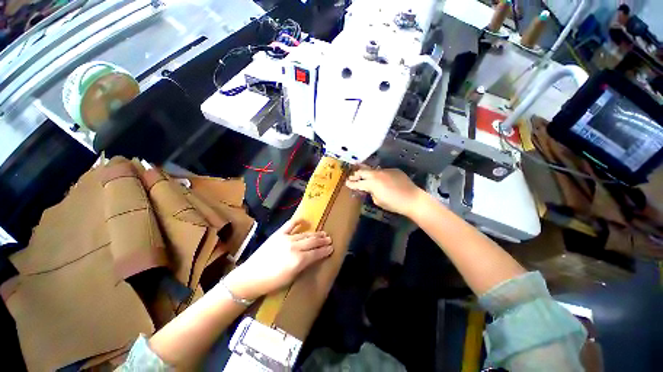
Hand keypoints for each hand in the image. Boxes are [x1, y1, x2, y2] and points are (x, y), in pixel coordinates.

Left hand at [223, 219, 332, 299]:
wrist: (251, 277)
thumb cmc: (272, 283)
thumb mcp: (292, 278)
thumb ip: (304, 265)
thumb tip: (314, 257)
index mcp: (299, 260)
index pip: (316, 253)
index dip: (325, 250)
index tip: (331, 247)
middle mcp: (295, 247)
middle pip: (313, 241)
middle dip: (323, 240)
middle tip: (329, 239)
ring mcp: (286, 238)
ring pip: (305, 234)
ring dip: (315, 233)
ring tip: (322, 233)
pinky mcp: (278, 234)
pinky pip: (290, 225)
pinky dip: (298, 221)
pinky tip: (304, 220)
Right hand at [346, 167, 423, 217]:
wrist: (412, 199)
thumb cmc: (394, 203)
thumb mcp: (378, 201)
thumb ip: (372, 193)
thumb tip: (371, 189)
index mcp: (371, 183)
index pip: (358, 183)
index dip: (352, 183)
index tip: (347, 183)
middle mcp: (377, 174)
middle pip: (363, 172)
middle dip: (356, 174)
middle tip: (352, 177)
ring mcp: (386, 170)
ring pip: (373, 170)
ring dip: (367, 173)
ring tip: (363, 175)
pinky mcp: (394, 170)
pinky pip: (383, 171)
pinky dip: (378, 174)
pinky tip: (380, 178)